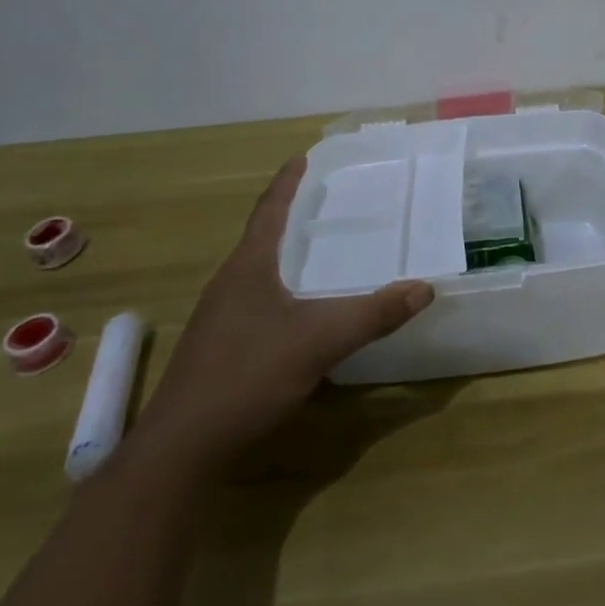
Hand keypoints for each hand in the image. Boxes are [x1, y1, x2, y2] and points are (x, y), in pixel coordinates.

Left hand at [129, 156, 433, 477]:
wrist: (180, 448)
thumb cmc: (248, 375)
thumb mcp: (320, 342)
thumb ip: (373, 315)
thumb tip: (424, 288)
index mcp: (248, 267)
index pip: (270, 210)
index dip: (287, 183)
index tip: (302, 158)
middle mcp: (229, 283)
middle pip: (261, 237)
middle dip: (289, 215)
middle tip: (323, 201)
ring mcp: (218, 317)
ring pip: (255, 271)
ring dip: (283, 254)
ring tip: (314, 251)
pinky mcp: (216, 347)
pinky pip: (253, 301)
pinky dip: (278, 289)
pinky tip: (295, 311)